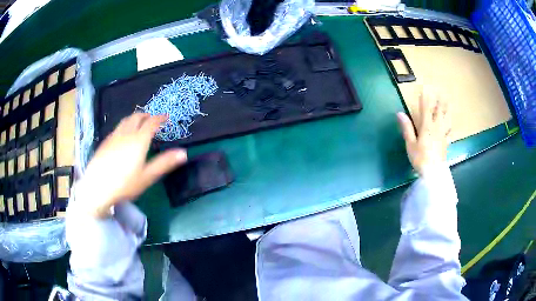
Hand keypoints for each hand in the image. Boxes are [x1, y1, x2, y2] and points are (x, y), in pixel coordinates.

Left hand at [77, 113, 186, 216]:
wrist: (97, 188)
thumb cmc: (124, 184)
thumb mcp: (147, 177)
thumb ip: (164, 163)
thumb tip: (184, 153)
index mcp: (139, 140)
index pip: (151, 123)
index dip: (160, 118)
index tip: (166, 117)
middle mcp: (126, 134)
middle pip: (137, 117)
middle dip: (146, 115)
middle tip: (152, 119)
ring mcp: (113, 137)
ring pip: (125, 120)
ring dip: (134, 118)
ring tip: (139, 122)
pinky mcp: (105, 142)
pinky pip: (117, 127)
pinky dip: (124, 125)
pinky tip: (123, 135)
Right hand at [397, 88, 450, 175]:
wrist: (433, 173)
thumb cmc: (420, 158)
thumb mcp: (410, 144)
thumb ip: (407, 127)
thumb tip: (399, 113)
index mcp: (426, 127)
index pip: (426, 109)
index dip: (425, 98)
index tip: (425, 88)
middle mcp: (436, 128)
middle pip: (439, 112)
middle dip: (439, 101)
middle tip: (441, 92)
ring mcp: (442, 135)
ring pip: (446, 120)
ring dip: (447, 110)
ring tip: (448, 103)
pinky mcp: (445, 143)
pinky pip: (449, 133)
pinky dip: (450, 127)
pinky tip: (451, 126)